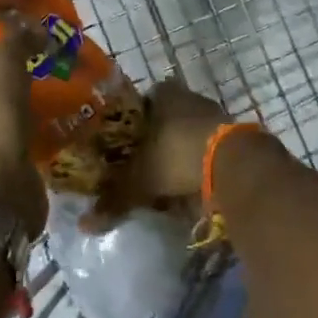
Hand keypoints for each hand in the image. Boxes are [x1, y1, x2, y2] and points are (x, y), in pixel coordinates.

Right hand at [82, 77, 228, 231]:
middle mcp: (188, 97)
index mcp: (163, 94)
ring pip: (187, 134)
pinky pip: (207, 150)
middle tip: (143, 166)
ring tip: (166, 181)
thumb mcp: (141, 179)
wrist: (233, 162)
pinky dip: (199, 166)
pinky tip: (192, 187)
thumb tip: (85, 224)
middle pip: (166, 119)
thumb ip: (115, 198)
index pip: (141, 103)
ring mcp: (213, 114)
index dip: (132, 124)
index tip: (124, 147)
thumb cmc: (178, 155)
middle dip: (156, 142)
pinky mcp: (233, 135)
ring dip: (179, 154)